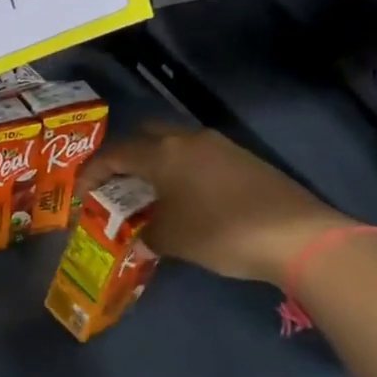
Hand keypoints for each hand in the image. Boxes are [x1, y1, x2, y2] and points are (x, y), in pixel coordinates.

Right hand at [81, 125, 353, 284]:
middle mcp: (187, 140)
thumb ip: (146, 233)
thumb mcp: (171, 239)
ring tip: (150, 192)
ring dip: (157, 162)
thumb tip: (141, 236)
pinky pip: (198, 157)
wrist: (298, 236)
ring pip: (174, 145)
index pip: (114, 155)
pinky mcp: (243, 159)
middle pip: (144, 137)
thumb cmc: (220, 232)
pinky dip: (182, 170)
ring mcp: (219, 146)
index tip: (79, 194)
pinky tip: (187, 197)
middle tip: (116, 183)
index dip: (91, 174)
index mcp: (162, 153)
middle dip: (125, 157)